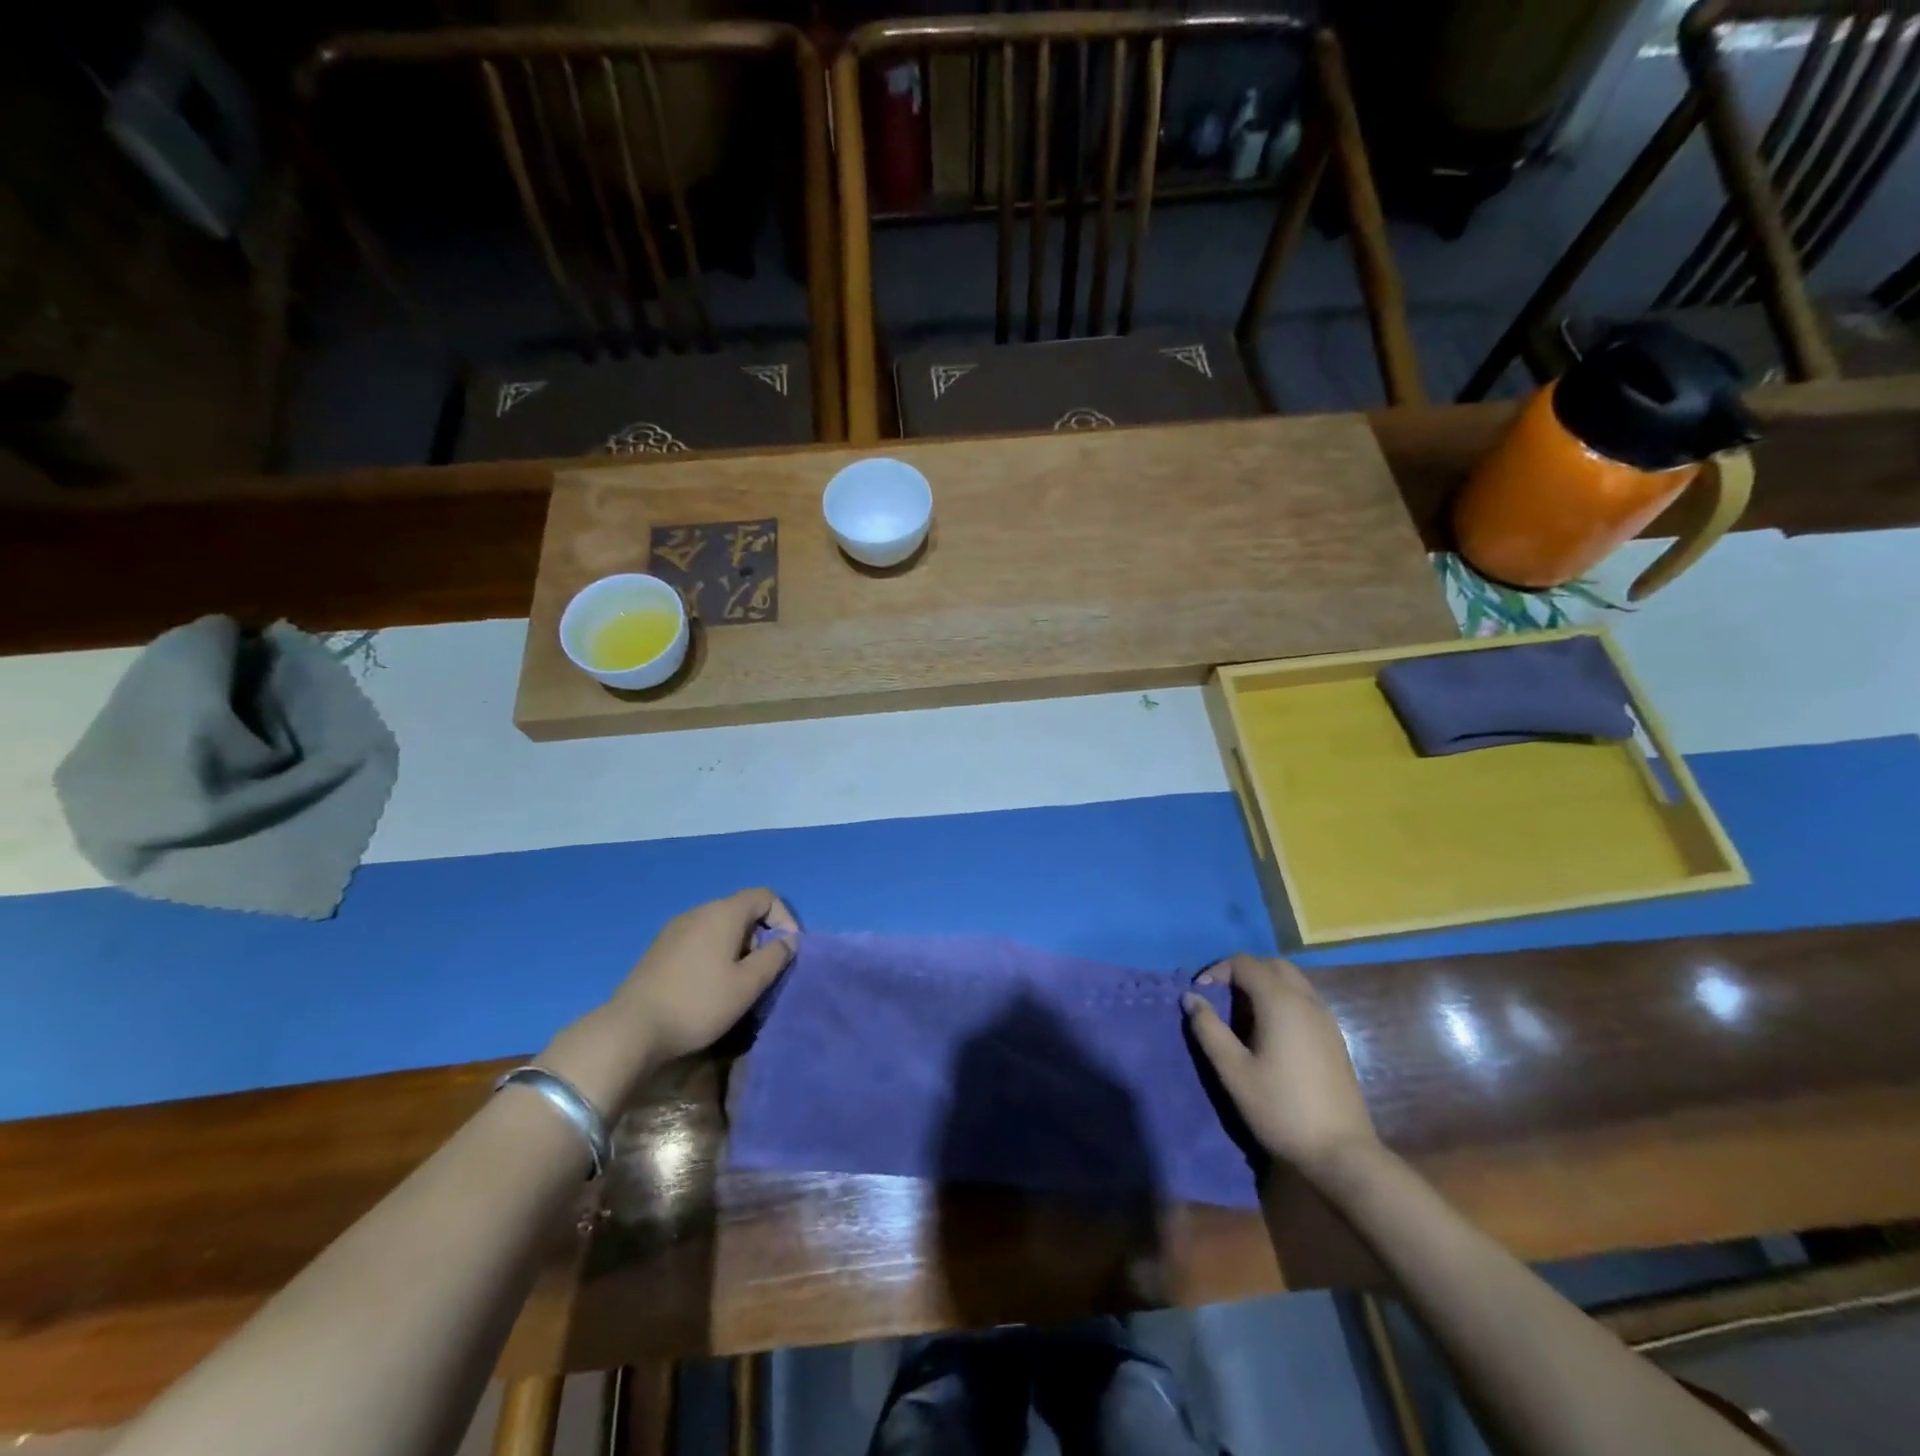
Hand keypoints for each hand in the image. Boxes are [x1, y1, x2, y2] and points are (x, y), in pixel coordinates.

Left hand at [609, 888, 798, 1060]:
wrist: (631, 1028)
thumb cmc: (699, 1003)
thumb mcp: (747, 985)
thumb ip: (774, 957)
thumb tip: (789, 940)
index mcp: (723, 913)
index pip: (765, 896)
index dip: (784, 918)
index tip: (786, 951)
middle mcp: (699, 911)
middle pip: (741, 910)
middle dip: (760, 936)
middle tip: (762, 971)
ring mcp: (675, 928)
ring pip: (719, 926)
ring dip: (737, 947)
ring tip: (737, 982)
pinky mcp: (659, 948)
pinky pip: (699, 939)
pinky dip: (714, 953)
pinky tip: (707, 985)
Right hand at [1183, 955, 1378, 1174]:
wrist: (1341, 1152)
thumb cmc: (1280, 1108)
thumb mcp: (1234, 1071)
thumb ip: (1209, 1029)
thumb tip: (1191, 998)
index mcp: (1280, 1002)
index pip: (1245, 963)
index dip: (1218, 971)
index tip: (1200, 994)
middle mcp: (1306, 1000)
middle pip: (1272, 965)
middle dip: (1242, 972)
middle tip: (1221, 997)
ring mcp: (1325, 1018)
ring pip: (1292, 980)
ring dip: (1264, 985)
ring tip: (1242, 1015)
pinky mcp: (1334, 1037)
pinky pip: (1304, 999)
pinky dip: (1282, 999)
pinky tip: (1270, 1032)